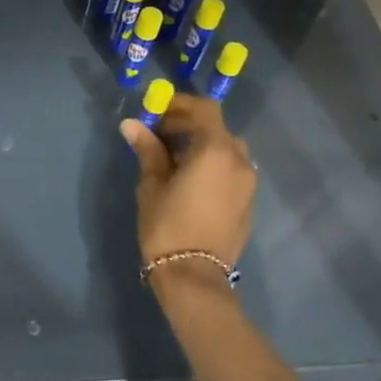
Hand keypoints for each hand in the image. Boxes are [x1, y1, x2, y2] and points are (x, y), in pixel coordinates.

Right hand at [120, 94, 255, 273]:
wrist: (194, 275)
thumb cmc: (167, 225)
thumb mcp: (152, 185)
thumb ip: (148, 150)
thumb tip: (132, 124)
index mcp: (216, 150)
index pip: (205, 109)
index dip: (180, 104)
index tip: (156, 112)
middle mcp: (239, 161)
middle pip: (217, 128)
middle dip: (189, 126)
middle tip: (159, 136)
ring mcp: (248, 183)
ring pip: (226, 150)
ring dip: (202, 146)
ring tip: (174, 161)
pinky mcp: (248, 202)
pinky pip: (231, 171)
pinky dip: (213, 165)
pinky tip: (190, 183)